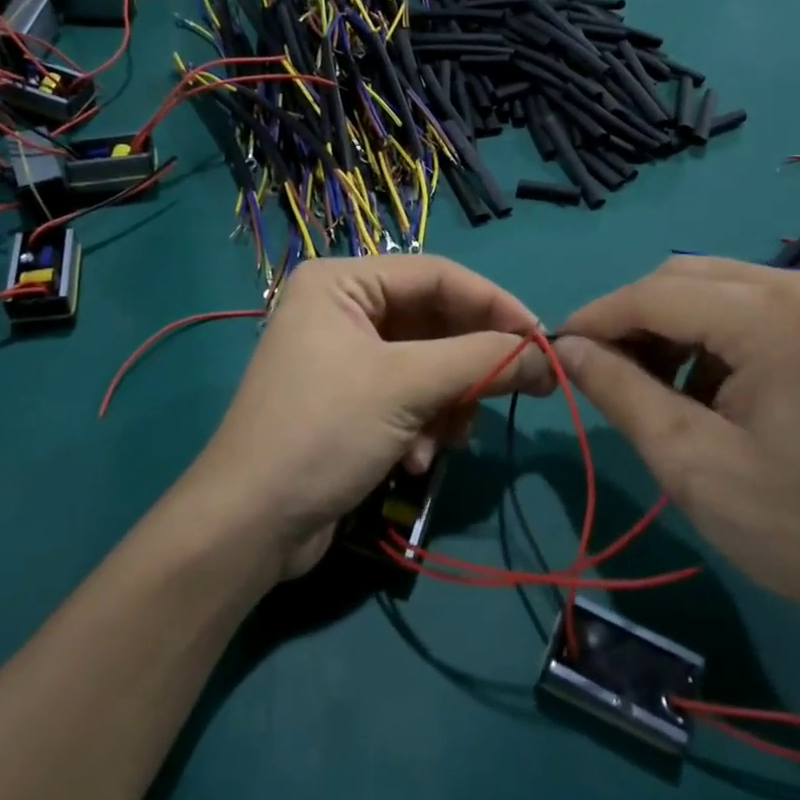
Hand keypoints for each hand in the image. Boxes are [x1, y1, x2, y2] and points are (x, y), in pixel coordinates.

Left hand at [190, 256, 547, 581]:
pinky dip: (422, 425)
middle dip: (469, 365)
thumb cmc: (324, 432)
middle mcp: (340, 308)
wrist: (250, 525)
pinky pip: (407, 396)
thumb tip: (549, 355)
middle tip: (523, 389)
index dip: (495, 304)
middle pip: (433, 321)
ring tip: (445, 439)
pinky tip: (414, 460)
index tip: (543, 340)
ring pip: (427, 364)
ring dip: (446, 403)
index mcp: (341, 281)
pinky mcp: (348, 400)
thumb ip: (482, 359)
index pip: (437, 275)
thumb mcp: (407, 387)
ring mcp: (342, 356)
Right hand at [555, 257, 799, 636]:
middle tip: (603, 369)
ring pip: (717, 284)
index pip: (658, 293)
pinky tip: (711, 381)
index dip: (598, 316)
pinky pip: (754, 300)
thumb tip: (567, 347)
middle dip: (634, 319)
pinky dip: (715, 330)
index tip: (557, 347)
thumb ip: (620, 392)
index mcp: (779, 319)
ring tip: (657, 383)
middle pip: (686, 276)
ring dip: (673, 324)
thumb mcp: (690, 463)